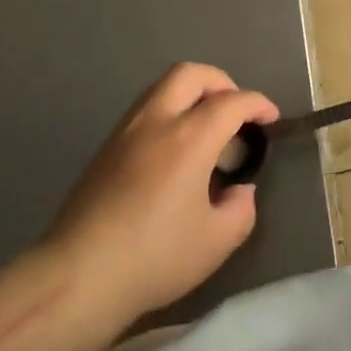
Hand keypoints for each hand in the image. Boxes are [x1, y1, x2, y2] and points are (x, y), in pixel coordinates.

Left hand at [45, 63, 278, 326]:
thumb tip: (239, 190)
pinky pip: (145, 108)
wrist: (79, 275)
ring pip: (163, 86)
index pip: (232, 102)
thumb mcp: (216, 243)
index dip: (258, 105)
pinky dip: (169, 111)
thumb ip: (240, 210)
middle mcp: (157, 120)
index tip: (271, 119)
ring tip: (206, 129)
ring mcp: (126, 130)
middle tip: (236, 112)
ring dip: (192, 94)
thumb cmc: (154, 258)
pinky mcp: (106, 146)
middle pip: (192, 74)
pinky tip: (174, 149)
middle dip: (222, 83)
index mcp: (189, 138)